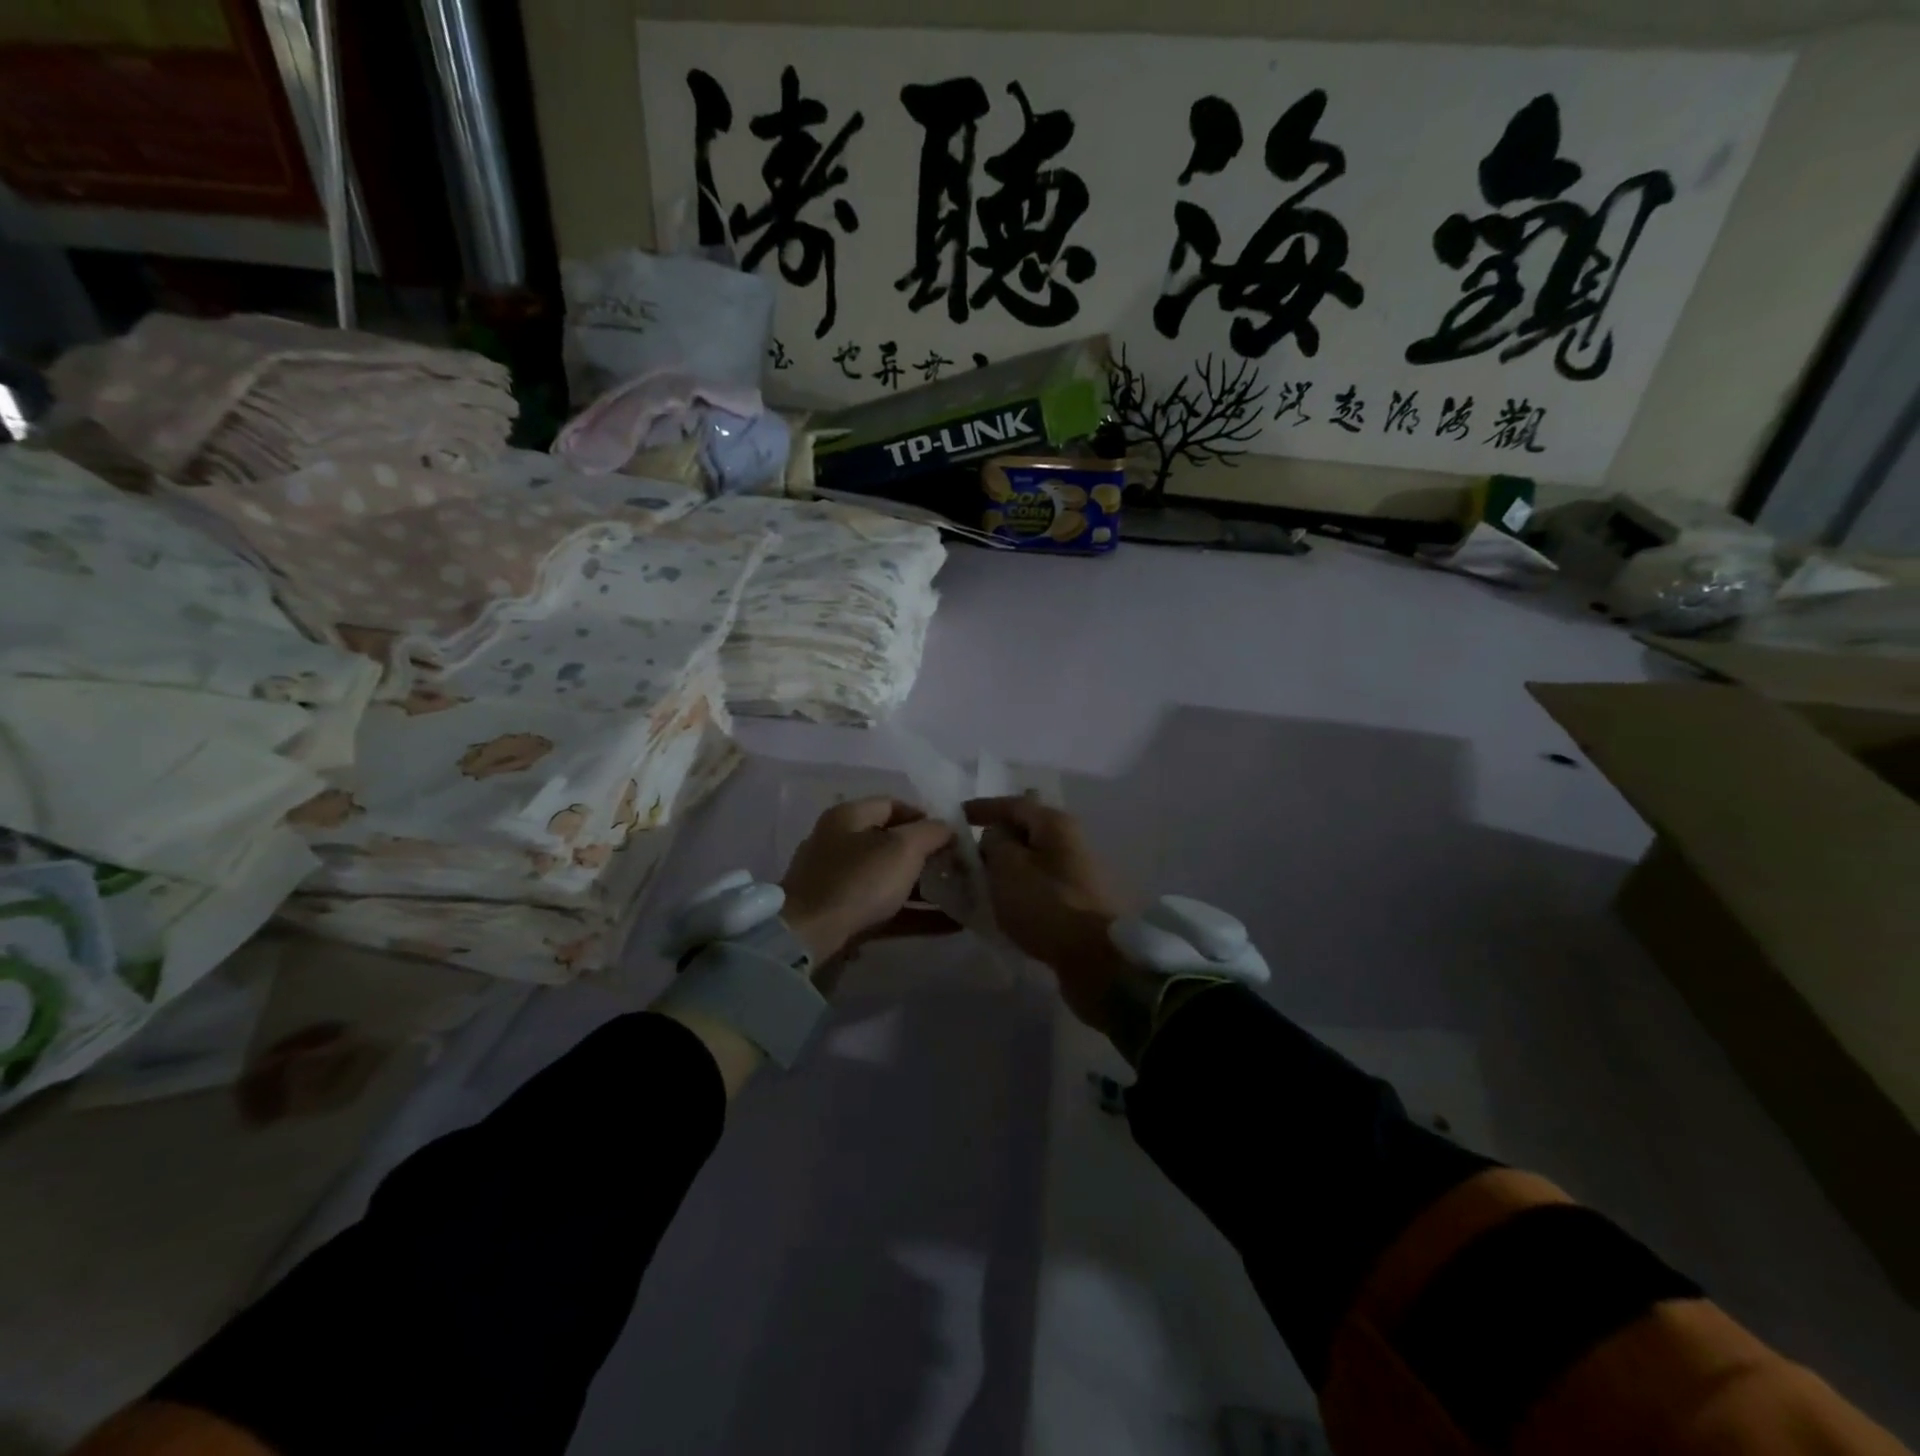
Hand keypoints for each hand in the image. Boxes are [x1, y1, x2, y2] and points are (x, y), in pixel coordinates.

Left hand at [781, 798, 956, 965]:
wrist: (809, 937)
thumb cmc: (858, 881)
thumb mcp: (902, 848)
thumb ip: (931, 832)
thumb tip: (947, 828)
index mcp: (848, 817)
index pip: (893, 805)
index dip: (926, 817)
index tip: (952, 837)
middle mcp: (839, 844)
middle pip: (892, 844)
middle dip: (928, 856)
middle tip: (958, 870)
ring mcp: (837, 882)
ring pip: (890, 879)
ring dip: (925, 889)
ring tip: (960, 899)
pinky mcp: (841, 915)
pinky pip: (885, 909)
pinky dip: (914, 915)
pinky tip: (948, 925)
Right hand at [964, 796, 1126, 1031]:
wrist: (1098, 960)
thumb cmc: (1047, 905)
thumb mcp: (1008, 867)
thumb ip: (994, 843)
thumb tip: (996, 837)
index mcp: (1056, 824)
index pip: (1013, 804)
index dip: (982, 808)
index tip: (956, 816)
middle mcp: (1071, 841)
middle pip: (1025, 832)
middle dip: (994, 841)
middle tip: (962, 857)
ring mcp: (1078, 873)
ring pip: (1032, 861)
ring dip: (1006, 869)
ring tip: (978, 883)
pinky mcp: (1079, 903)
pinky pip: (1040, 887)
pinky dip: (1019, 890)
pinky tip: (1002, 905)